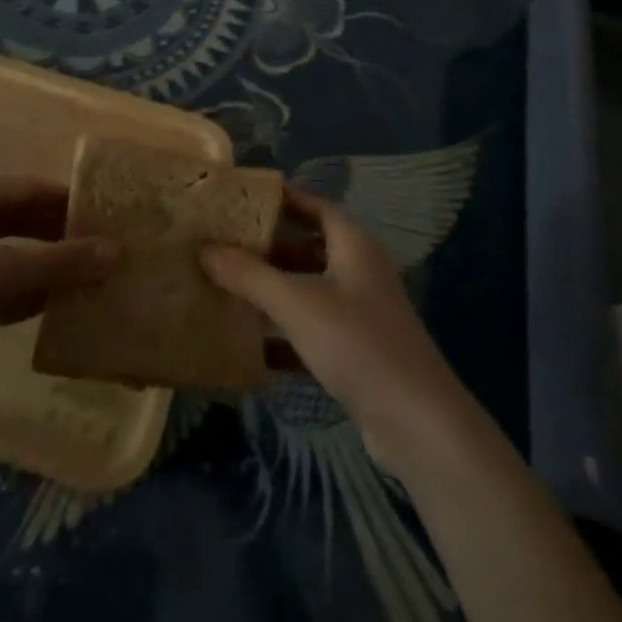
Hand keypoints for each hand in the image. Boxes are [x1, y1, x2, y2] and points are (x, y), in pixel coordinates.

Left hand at [0, 175, 119, 405]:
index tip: (115, 222)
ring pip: (13, 253)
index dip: (76, 204)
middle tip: (108, 255)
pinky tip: (50, 310)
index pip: (38, 189)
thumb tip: (117, 251)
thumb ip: (58, 263)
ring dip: (46, 268)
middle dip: (64, 238)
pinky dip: (22, 293)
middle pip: (27, 220)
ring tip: (90, 283)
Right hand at [202, 190, 466, 469]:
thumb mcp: (297, 304)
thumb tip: (205, 249)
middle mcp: (361, 271)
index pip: (316, 206)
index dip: (283, 199)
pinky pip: (314, 331)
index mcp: (354, 246)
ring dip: (276, 291)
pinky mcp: (359, 352)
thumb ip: (250, 276)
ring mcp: (362, 313)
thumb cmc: (357, 343)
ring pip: (311, 290)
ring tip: (230, 289)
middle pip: (311, 246)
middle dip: (271, 247)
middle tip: (228, 246)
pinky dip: (286, 335)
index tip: (244, 200)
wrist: (416, 422)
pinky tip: (252, 348)